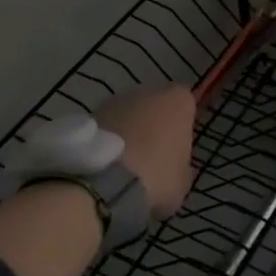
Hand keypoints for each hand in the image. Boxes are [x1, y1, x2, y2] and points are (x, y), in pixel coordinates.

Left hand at [97, 83, 196, 218]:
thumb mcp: (182, 180)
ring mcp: (115, 100)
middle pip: (154, 106)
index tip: (176, 150)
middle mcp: (148, 90)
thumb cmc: (156, 176)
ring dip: (127, 131)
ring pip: (127, 114)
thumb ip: (181, 165)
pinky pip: (106, 127)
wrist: (104, 184)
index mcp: (178, 100)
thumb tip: (174, 166)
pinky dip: (106, 141)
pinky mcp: (88, 113)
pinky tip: (105, 166)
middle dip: (153, 125)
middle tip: (150, 157)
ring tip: (123, 165)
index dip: (181, 128)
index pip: (186, 106)